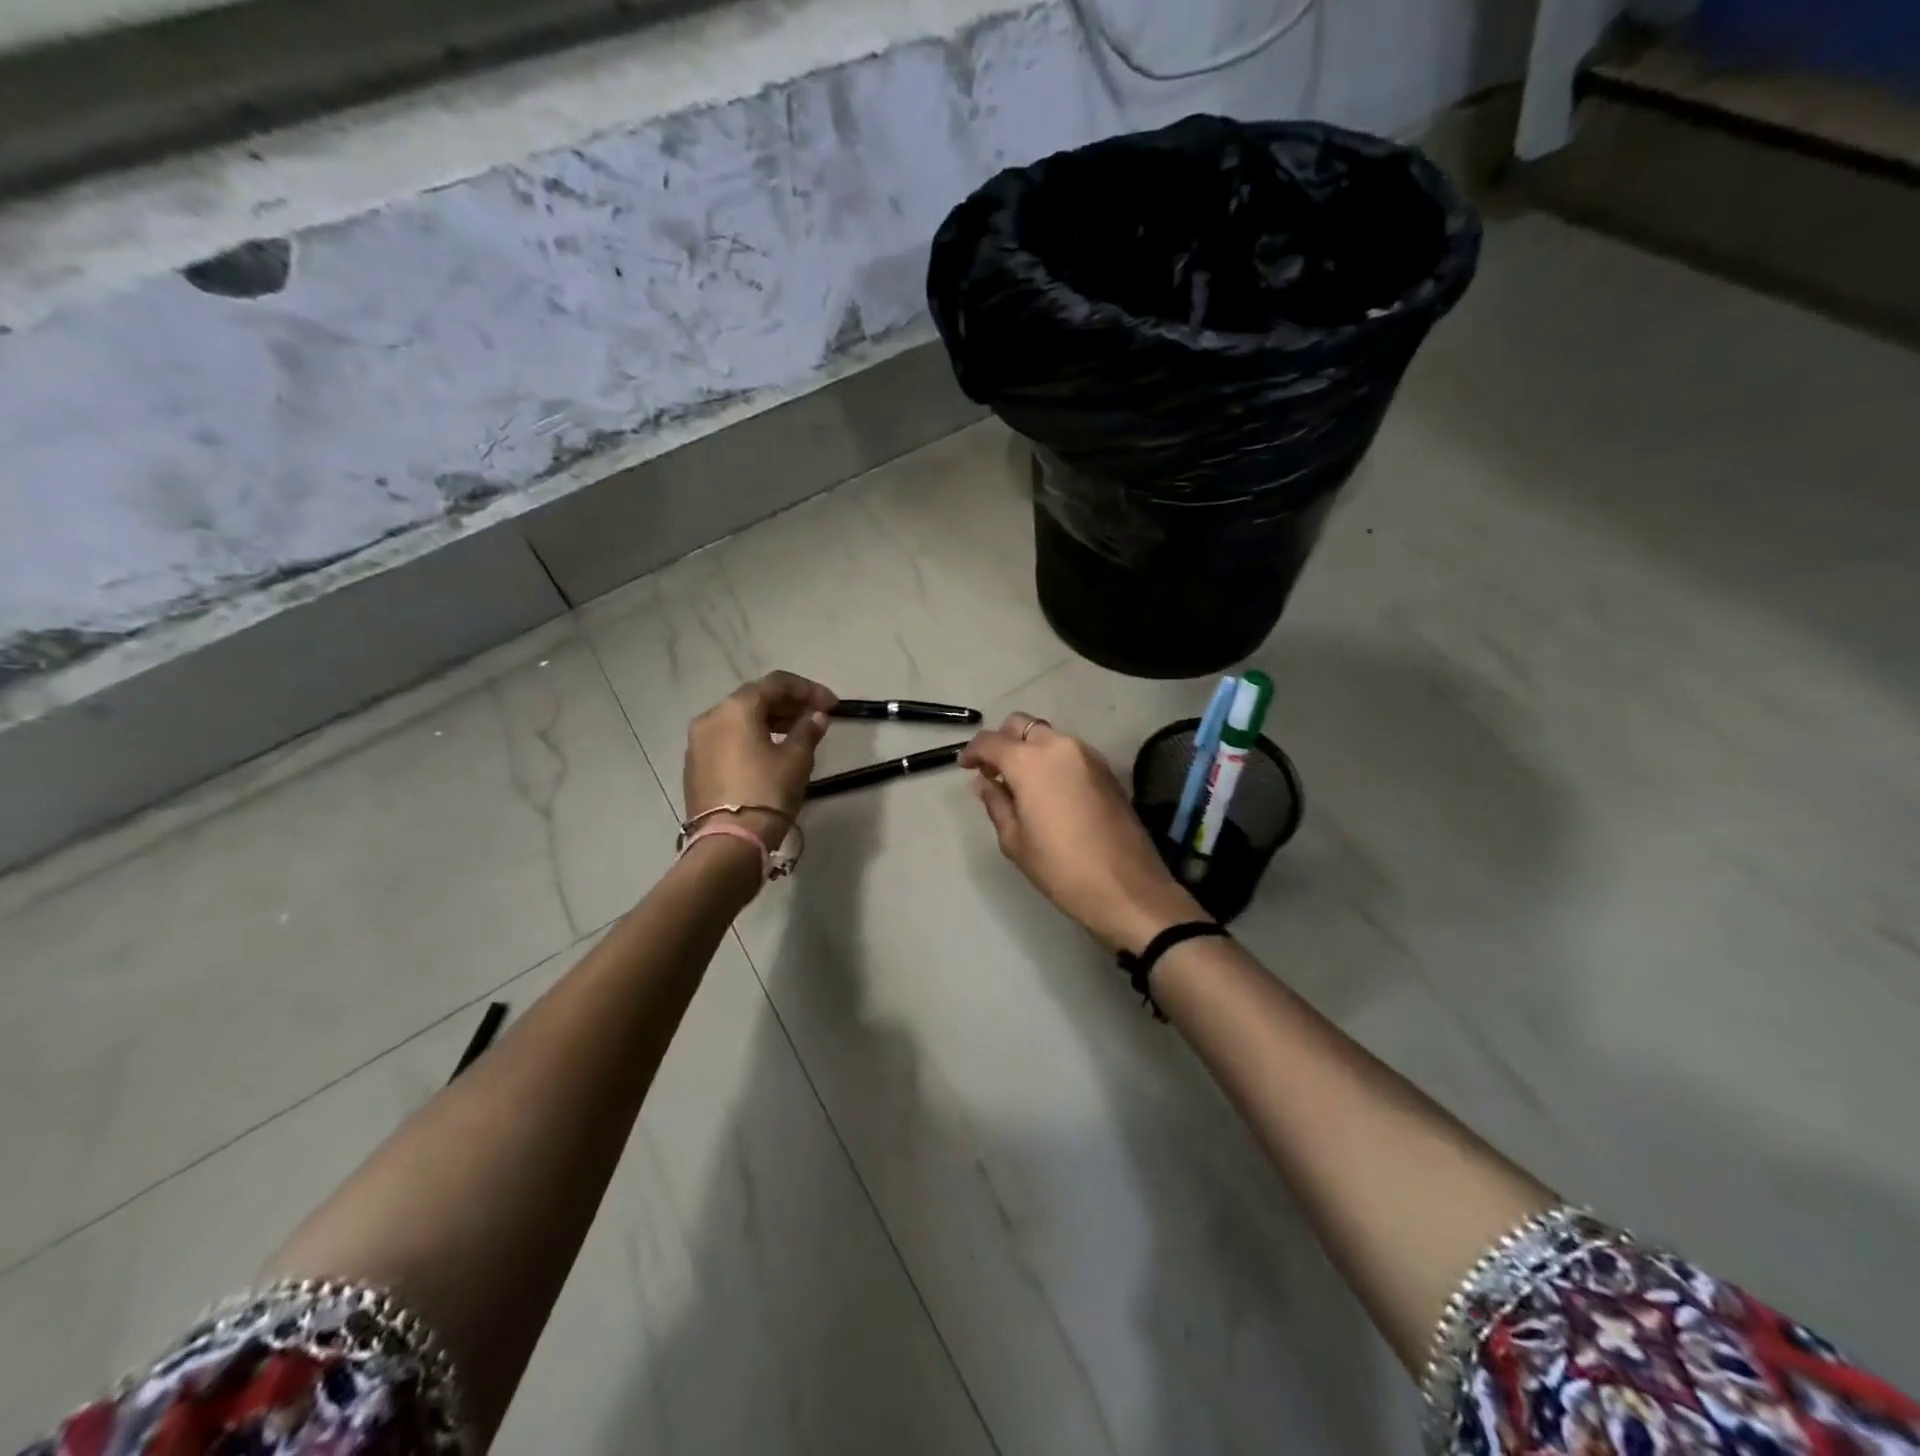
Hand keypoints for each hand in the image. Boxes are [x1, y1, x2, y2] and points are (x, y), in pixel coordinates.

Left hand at [685, 672, 836, 849]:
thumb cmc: (767, 792)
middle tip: (815, 718)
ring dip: (769, 721)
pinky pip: (728, 740)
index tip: (832, 705)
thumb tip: (816, 716)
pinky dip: (751, 738)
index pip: (776, 683)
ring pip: (738, 720)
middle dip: (787, 704)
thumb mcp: (796, 759)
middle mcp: (711, 717)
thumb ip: (808, 730)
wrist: (728, 843)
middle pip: (754, 699)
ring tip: (796, 735)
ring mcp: (697, 743)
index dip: (808, 690)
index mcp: (736, 708)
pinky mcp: (695, 766)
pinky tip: (771, 753)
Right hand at [961, 713, 1206, 953]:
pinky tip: (1047, 789)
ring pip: (1048, 736)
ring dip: (1029, 749)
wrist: (1126, 888)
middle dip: (1002, 741)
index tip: (965, 766)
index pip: (991, 741)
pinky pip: (1069, 752)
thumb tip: (985, 783)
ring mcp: (1088, 755)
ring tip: (1019, 782)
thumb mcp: (1015, 840)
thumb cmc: (1061, 868)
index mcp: (1030, 762)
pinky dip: (1052, 759)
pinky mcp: (1106, 769)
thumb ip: (996, 803)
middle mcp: (1059, 746)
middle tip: (993, 770)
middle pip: (1022, 725)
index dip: (973, 751)